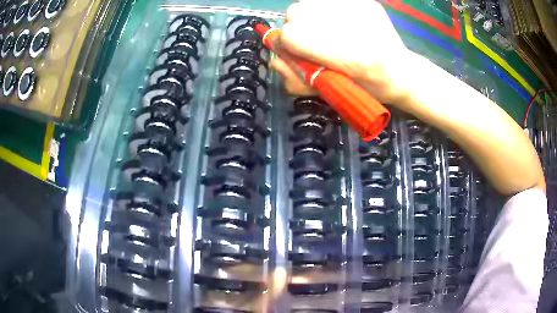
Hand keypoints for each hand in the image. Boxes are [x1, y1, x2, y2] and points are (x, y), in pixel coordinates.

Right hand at [271, 0, 412, 103]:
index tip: (294, 51)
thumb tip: (276, 58)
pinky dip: (323, 10)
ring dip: (307, 17)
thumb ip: (298, 79)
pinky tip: (337, 22)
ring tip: (322, 29)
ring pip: (308, 3)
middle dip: (295, 27)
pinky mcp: (365, 1)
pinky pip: (326, 1)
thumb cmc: (368, 89)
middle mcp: (355, 28)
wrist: (402, 72)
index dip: (286, 44)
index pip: (292, 36)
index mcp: (350, 58)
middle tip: (308, 38)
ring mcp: (361, 10)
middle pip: (296, 13)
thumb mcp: (332, 93)